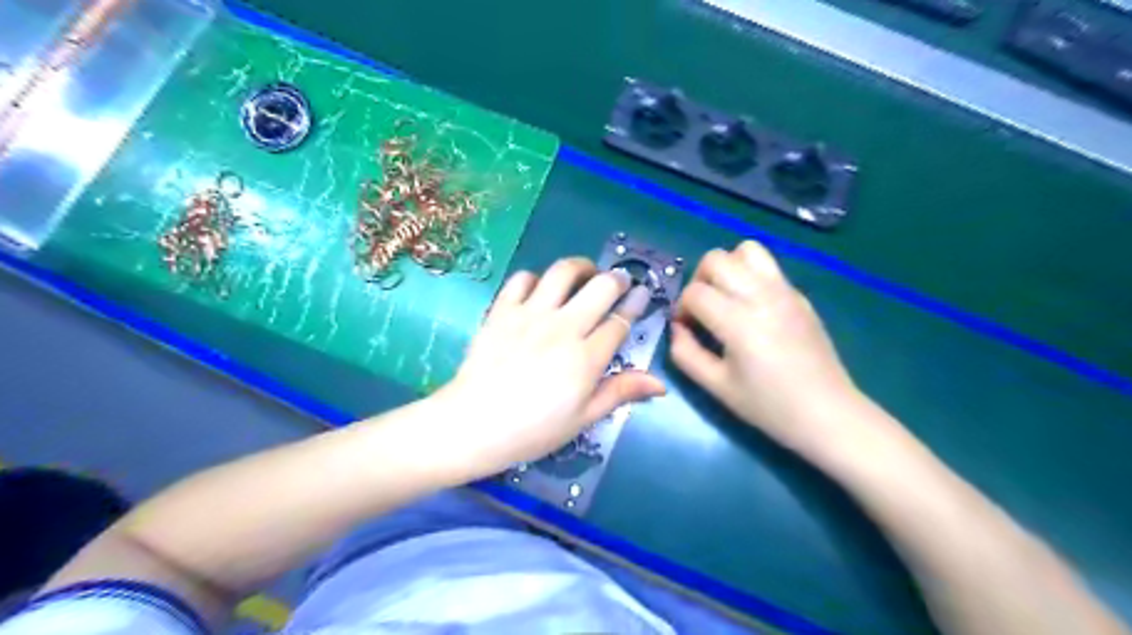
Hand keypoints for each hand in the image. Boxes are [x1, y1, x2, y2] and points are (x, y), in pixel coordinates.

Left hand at [432, 255, 665, 477]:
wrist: (473, 424)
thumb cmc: (533, 430)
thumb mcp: (582, 418)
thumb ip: (619, 393)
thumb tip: (660, 383)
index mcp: (586, 358)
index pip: (620, 322)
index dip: (635, 305)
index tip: (641, 296)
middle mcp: (563, 327)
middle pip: (600, 287)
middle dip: (616, 280)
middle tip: (619, 283)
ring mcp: (530, 314)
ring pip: (563, 272)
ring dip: (580, 267)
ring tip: (585, 273)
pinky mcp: (502, 310)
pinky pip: (522, 279)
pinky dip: (535, 279)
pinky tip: (540, 290)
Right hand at [665, 239, 862, 459]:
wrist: (827, 413)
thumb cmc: (769, 406)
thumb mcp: (716, 387)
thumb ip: (685, 354)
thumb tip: (677, 328)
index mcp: (739, 321)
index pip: (695, 292)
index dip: (681, 308)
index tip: (686, 329)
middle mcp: (761, 295)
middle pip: (716, 259)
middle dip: (699, 280)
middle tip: (702, 309)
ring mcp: (784, 291)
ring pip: (746, 249)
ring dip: (727, 268)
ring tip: (726, 297)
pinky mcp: (799, 295)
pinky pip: (768, 266)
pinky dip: (749, 275)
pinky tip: (751, 307)